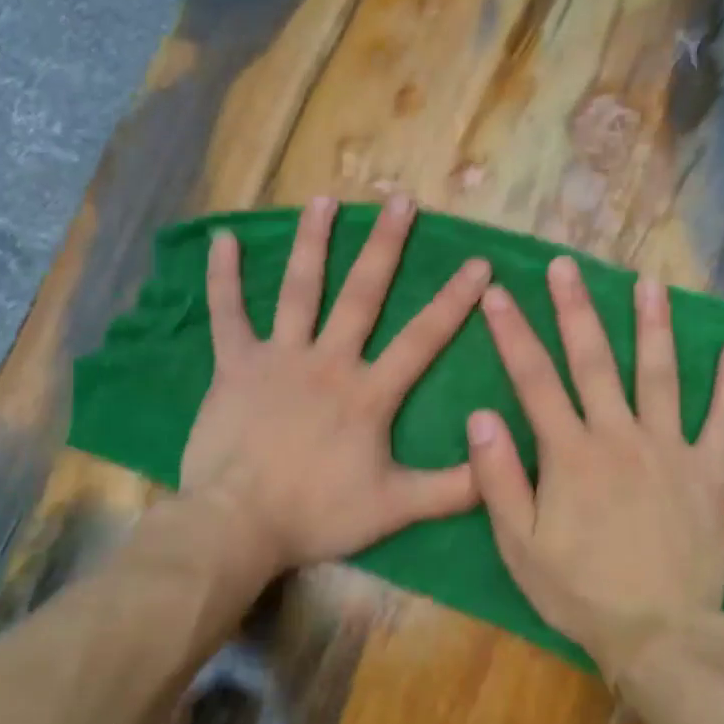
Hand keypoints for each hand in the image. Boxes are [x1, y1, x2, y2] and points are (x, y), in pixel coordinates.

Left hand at [180, 194, 490, 579]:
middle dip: (385, 246)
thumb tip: (501, 465)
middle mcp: (328, 361)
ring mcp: (278, 358)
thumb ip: (453, 489)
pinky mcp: (235, 366)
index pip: (421, 338)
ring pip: (299, 290)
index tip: (479, 263)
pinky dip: (223, 277)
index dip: (453, 301)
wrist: (239, 523)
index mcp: (368, 393)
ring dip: (313, 242)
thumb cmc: (317, 513)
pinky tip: (223, 238)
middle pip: (362, 294)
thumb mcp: (395, 508)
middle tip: (400, 200)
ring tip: (325, 200)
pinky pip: (228, 314)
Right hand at [466, 257, 723, 675]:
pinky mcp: (710, 473)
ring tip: (650, 283)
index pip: (534, 381)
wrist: (658, 633)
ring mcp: (671, 450)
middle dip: (576, 310)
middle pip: (594, 362)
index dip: (512, 334)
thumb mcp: (519, 545)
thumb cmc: (580, 592)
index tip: (497, 293)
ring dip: (653, 326)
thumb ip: (497, 478)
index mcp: (569, 454)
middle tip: (566, 265)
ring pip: (660, 376)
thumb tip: (480, 415)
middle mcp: (619, 437)